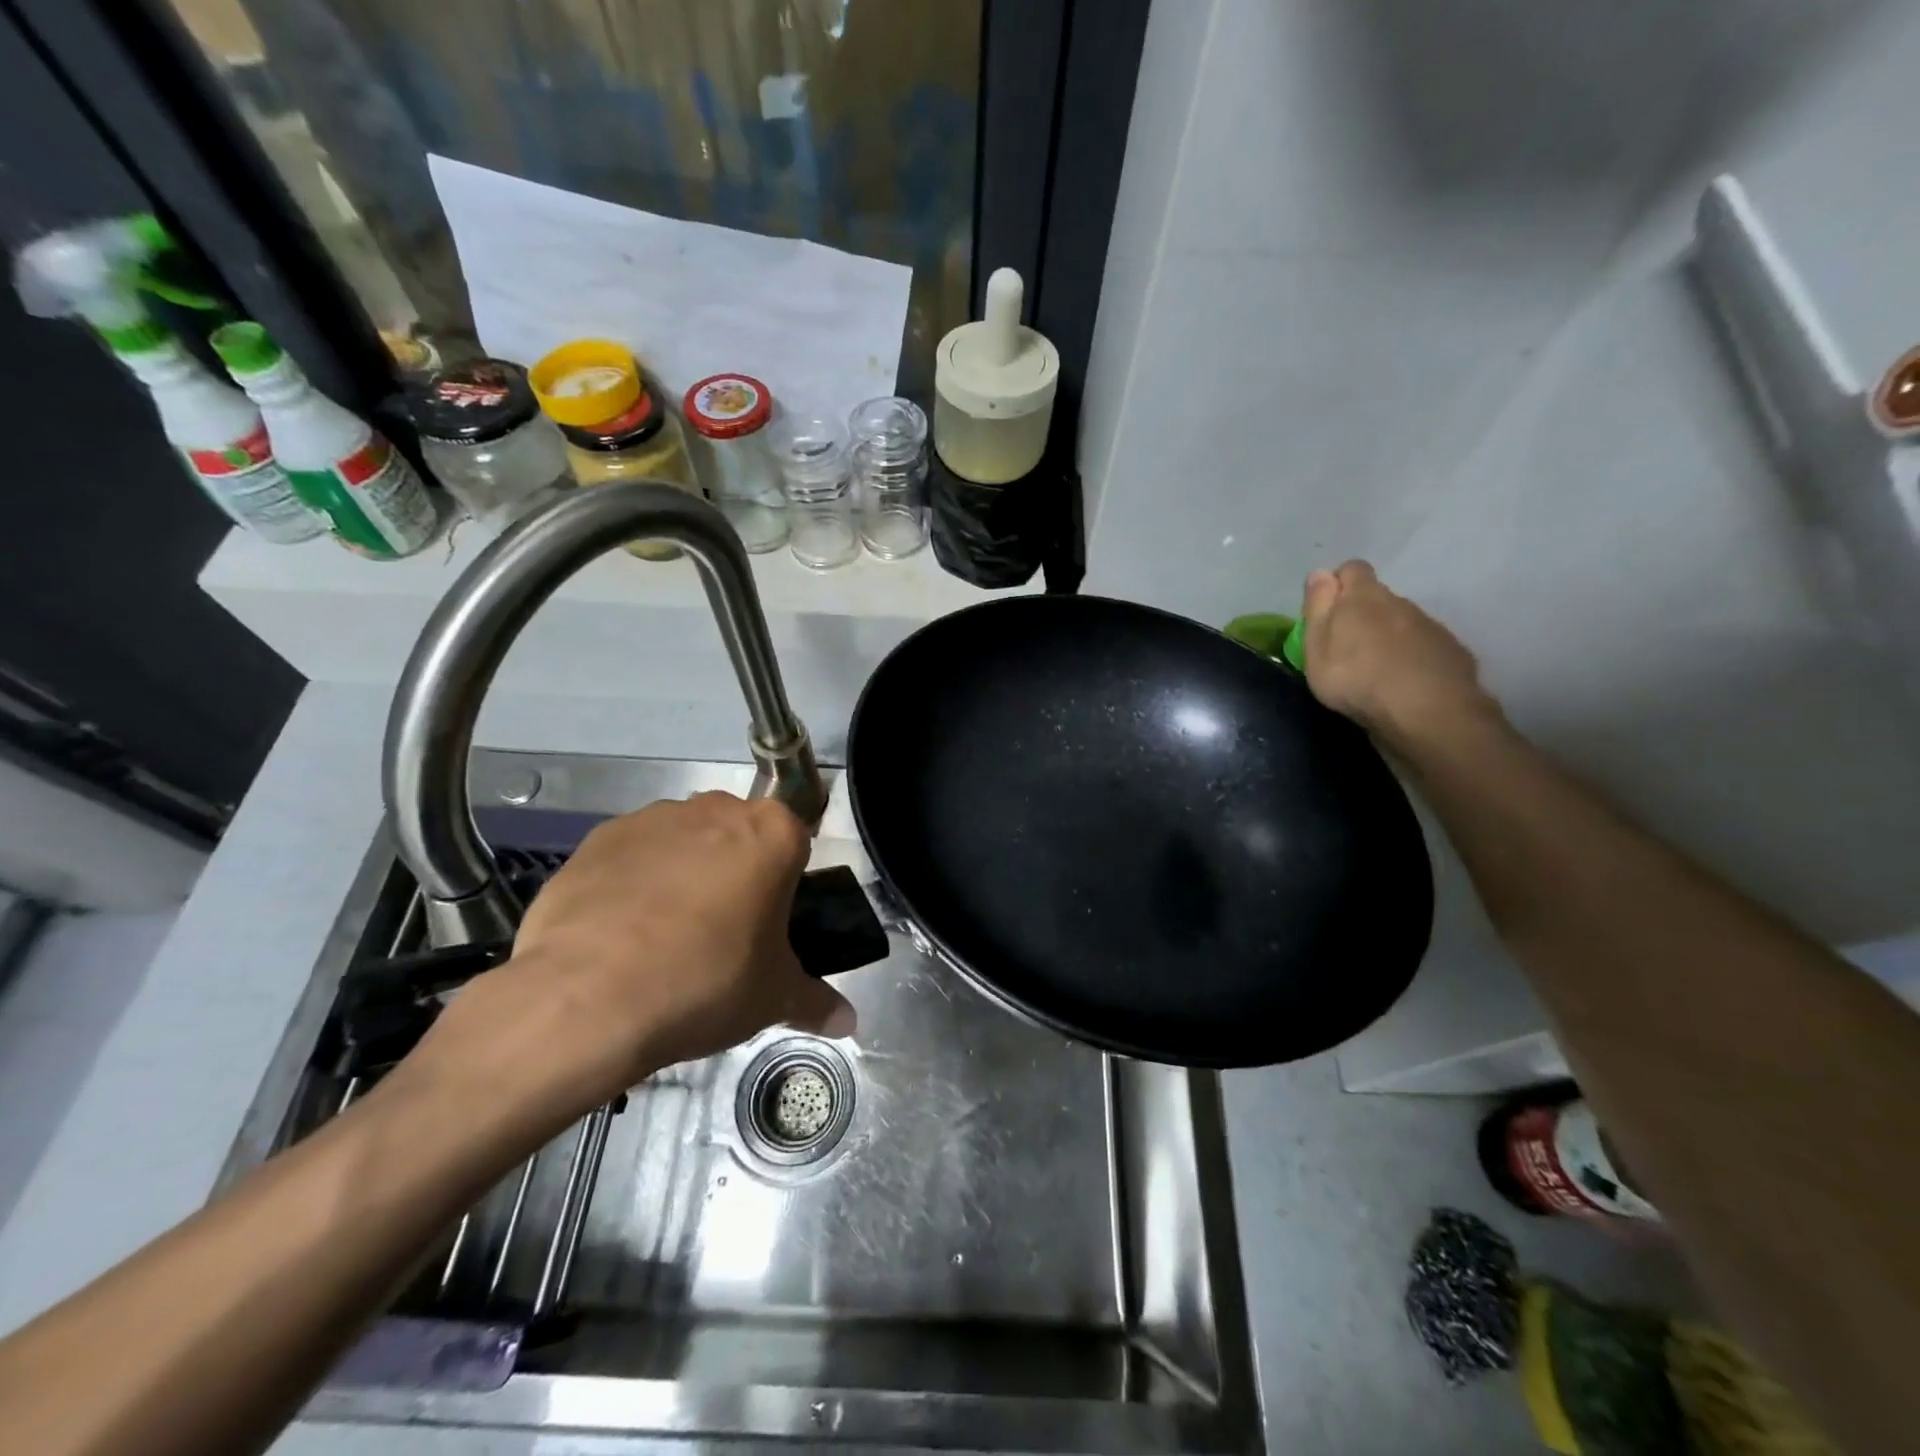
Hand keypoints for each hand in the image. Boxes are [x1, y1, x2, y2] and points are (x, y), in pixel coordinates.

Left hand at [401, 793, 855, 1136]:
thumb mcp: (772, 999)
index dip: (785, 882)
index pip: (795, 841)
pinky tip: (620, 934)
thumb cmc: (706, 983)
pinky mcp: (597, 839)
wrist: (587, 998)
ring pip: (683, 842)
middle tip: (723, 934)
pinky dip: (633, 883)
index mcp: (773, 833)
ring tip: (663, 939)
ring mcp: (652, 818)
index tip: (769, 922)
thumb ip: (816, 1002)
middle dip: (735, 872)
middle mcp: (716, 809)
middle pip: (738, 835)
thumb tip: (849, 1025)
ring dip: (683, 874)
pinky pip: (631, 856)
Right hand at [1301, 561, 1497, 747]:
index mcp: (1364, 597)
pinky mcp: (1452, 650)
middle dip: (1363, 615)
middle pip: (1378, 598)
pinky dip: (1413, 657)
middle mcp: (1400, 602)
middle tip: (1346, 649)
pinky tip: (1405, 683)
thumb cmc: (1356, 678)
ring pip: (1403, 622)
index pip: (1352, 569)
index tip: (1327, 612)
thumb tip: (1319, 573)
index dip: (1338, 584)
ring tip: (1376, 671)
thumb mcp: (1316, 647)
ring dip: (1389, 637)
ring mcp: (1430, 625)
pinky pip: (1425, 645)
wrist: (1427, 712)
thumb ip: (1317, 608)